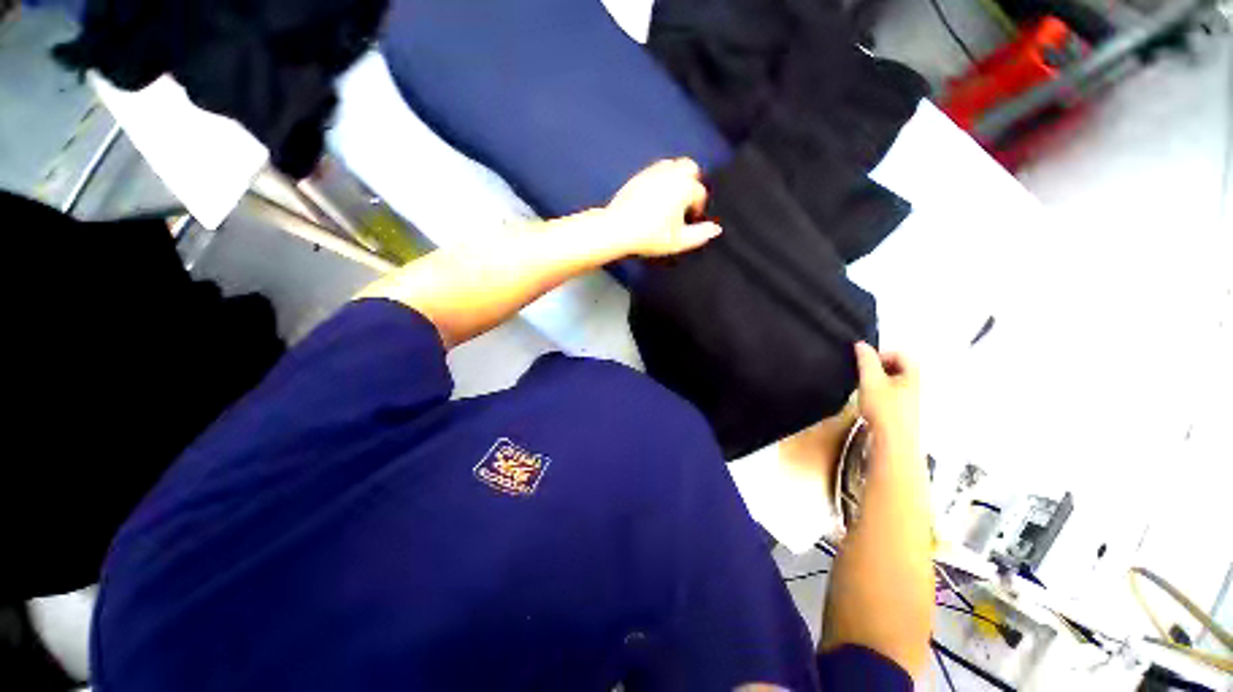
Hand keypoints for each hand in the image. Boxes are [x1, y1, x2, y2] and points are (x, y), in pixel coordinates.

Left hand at [604, 158, 722, 256]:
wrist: (617, 229)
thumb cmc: (649, 237)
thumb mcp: (677, 242)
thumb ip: (699, 235)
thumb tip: (716, 229)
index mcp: (683, 188)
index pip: (699, 193)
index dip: (699, 208)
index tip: (692, 220)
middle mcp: (670, 175)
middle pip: (690, 167)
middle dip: (692, 182)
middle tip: (686, 202)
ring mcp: (652, 173)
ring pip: (672, 165)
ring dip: (677, 178)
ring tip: (672, 199)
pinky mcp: (638, 176)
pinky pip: (655, 170)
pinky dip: (661, 179)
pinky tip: (656, 197)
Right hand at [854, 342, 919, 456]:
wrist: (894, 442)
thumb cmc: (884, 408)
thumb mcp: (870, 380)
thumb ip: (866, 360)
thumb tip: (861, 344)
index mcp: (914, 373)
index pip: (899, 353)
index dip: (880, 355)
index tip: (864, 365)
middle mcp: (919, 385)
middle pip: (899, 367)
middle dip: (880, 369)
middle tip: (864, 378)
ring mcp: (916, 400)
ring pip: (897, 382)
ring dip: (881, 383)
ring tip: (867, 392)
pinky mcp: (909, 413)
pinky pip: (896, 395)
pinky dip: (884, 395)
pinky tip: (873, 405)